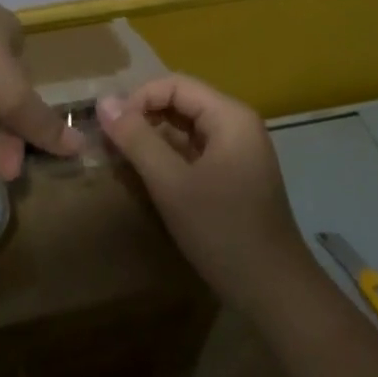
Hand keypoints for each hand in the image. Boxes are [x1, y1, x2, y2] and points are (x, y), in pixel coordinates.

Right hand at [97, 75, 314, 316]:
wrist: (273, 291)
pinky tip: (146, 177)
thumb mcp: (171, 184)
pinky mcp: (233, 175)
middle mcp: (237, 125)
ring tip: (121, 159)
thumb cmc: (222, 231)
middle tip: (109, 143)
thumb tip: (103, 102)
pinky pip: (194, 151)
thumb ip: (137, 139)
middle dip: (143, 117)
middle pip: (181, 103)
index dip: (138, 99)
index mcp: (230, 117)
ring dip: (152, 139)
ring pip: (185, 128)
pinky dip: (168, 158)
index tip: (109, 128)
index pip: (174, 85)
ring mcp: (237, 151)